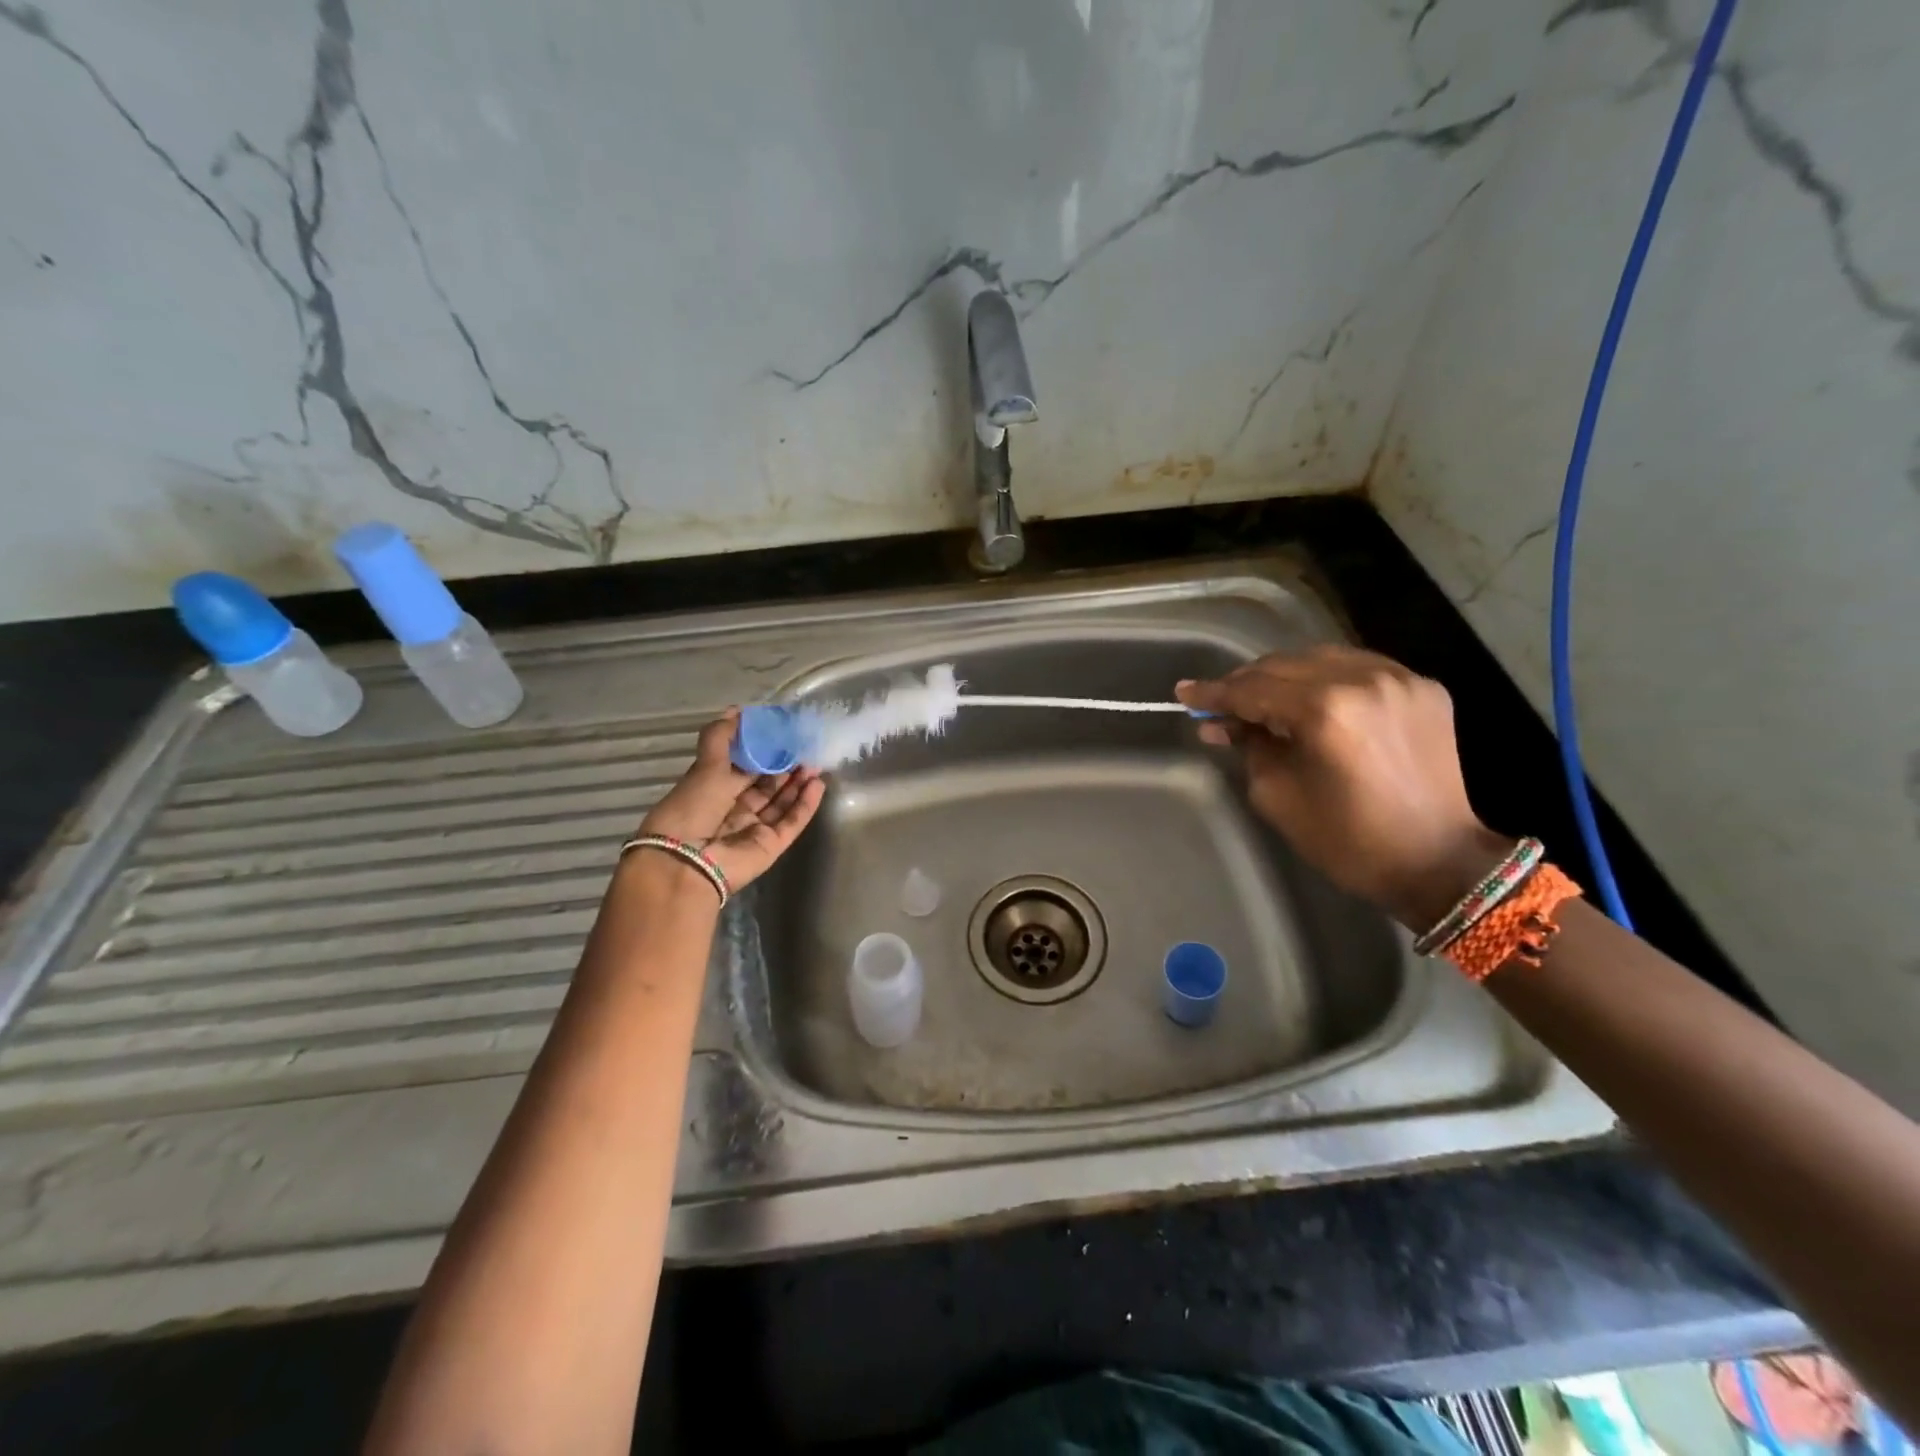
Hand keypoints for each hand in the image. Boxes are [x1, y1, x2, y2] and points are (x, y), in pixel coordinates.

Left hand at [638, 712, 824, 891]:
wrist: (688, 862)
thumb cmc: (692, 808)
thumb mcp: (705, 766)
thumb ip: (721, 738)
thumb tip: (735, 710)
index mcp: (713, 790)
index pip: (744, 768)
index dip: (763, 751)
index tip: (782, 734)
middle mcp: (734, 810)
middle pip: (766, 785)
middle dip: (785, 766)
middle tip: (805, 747)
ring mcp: (754, 829)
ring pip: (782, 802)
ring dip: (798, 783)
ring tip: (815, 762)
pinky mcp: (771, 845)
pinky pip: (792, 822)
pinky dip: (805, 804)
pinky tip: (818, 784)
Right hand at [1176, 647, 1511, 930]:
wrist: (1439, 861)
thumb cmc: (1349, 840)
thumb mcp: (1279, 795)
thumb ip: (1249, 747)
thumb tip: (1222, 725)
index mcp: (1325, 710)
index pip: (1253, 690)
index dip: (1214, 694)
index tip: (1184, 693)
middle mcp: (1364, 680)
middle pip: (1284, 666)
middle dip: (1245, 683)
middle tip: (1218, 704)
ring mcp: (1399, 679)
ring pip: (1321, 659)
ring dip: (1284, 676)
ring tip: (1261, 700)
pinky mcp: (1423, 688)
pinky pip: (1359, 668)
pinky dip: (1326, 679)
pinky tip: (1310, 699)